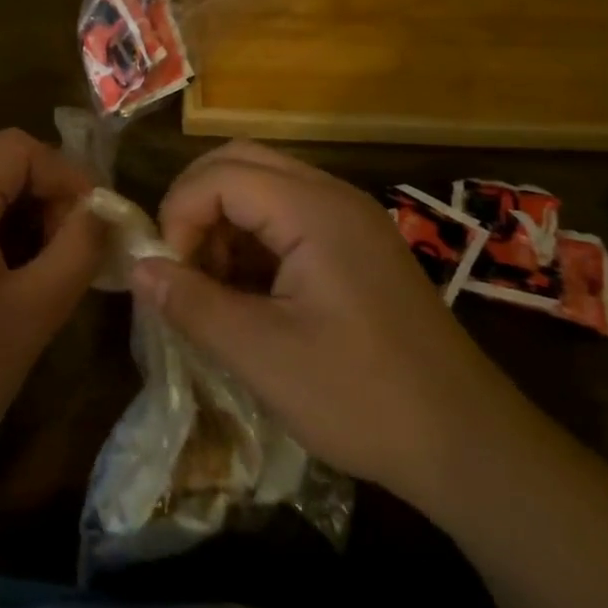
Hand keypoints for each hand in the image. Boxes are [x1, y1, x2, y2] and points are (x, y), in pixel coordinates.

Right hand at [131, 141, 526, 513]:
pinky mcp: (359, 243)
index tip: (170, 272)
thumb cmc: (361, 397)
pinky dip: (254, 237)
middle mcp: (332, 195)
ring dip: (224, 220)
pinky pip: (290, 213)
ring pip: (263, 184)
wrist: (469, 445)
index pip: (219, 175)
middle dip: (196, 204)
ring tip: (212, 284)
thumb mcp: (261, 355)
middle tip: (180, 262)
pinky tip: (249, 292)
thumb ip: (192, 303)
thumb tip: (138, 268)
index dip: (180, 214)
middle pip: (240, 161)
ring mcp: (350, 217)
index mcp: (312, 210)